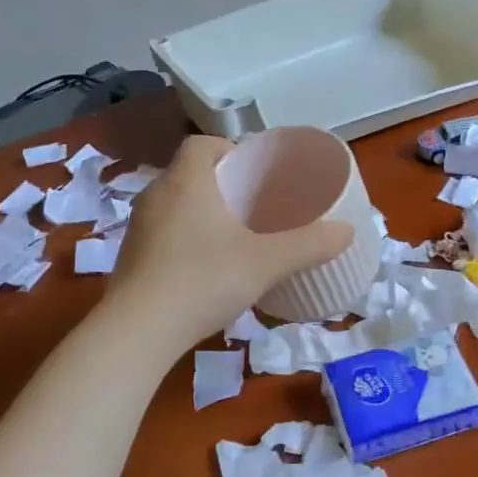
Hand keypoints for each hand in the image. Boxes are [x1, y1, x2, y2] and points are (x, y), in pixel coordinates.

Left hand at [110, 135, 353, 349]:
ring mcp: (138, 227)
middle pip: (189, 173)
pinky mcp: (129, 258)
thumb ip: (308, 245)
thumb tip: (348, 231)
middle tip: (253, 205)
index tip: (253, 172)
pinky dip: (183, 238)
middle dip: (220, 183)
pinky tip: (204, 267)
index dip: (229, 150)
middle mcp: (156, 195)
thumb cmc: (203, 281)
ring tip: (232, 236)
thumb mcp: (265, 262)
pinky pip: (162, 232)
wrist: (137, 332)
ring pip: (174, 204)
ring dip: (200, 212)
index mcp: (185, 181)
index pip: (202, 143)